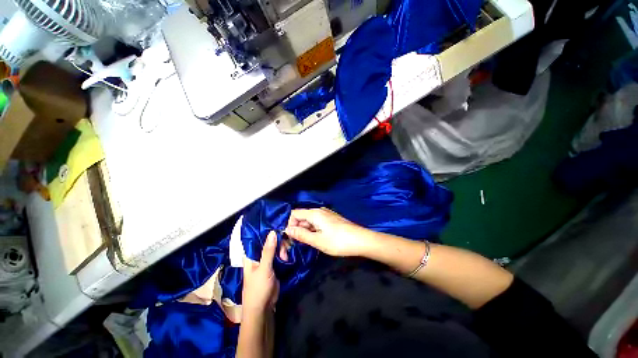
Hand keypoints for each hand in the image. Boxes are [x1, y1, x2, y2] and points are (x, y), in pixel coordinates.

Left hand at [242, 231, 279, 315]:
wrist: (263, 308)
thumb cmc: (258, 289)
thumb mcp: (263, 268)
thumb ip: (268, 250)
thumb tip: (272, 232)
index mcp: (251, 255)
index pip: (257, 238)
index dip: (266, 231)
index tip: (278, 224)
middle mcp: (258, 255)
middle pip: (269, 242)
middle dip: (278, 242)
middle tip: (285, 247)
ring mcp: (267, 260)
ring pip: (275, 248)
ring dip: (282, 248)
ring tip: (286, 255)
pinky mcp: (274, 265)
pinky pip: (279, 255)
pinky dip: (284, 253)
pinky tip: (288, 253)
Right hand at [285, 208, 369, 256]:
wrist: (361, 240)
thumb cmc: (338, 241)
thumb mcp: (317, 240)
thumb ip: (301, 234)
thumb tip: (287, 229)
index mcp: (314, 213)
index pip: (294, 214)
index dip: (289, 225)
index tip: (290, 238)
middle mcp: (319, 211)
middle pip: (301, 217)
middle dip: (296, 229)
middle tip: (296, 244)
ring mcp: (326, 214)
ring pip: (309, 220)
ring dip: (305, 231)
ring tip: (307, 244)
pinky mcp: (331, 219)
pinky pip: (316, 222)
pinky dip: (313, 230)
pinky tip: (316, 239)